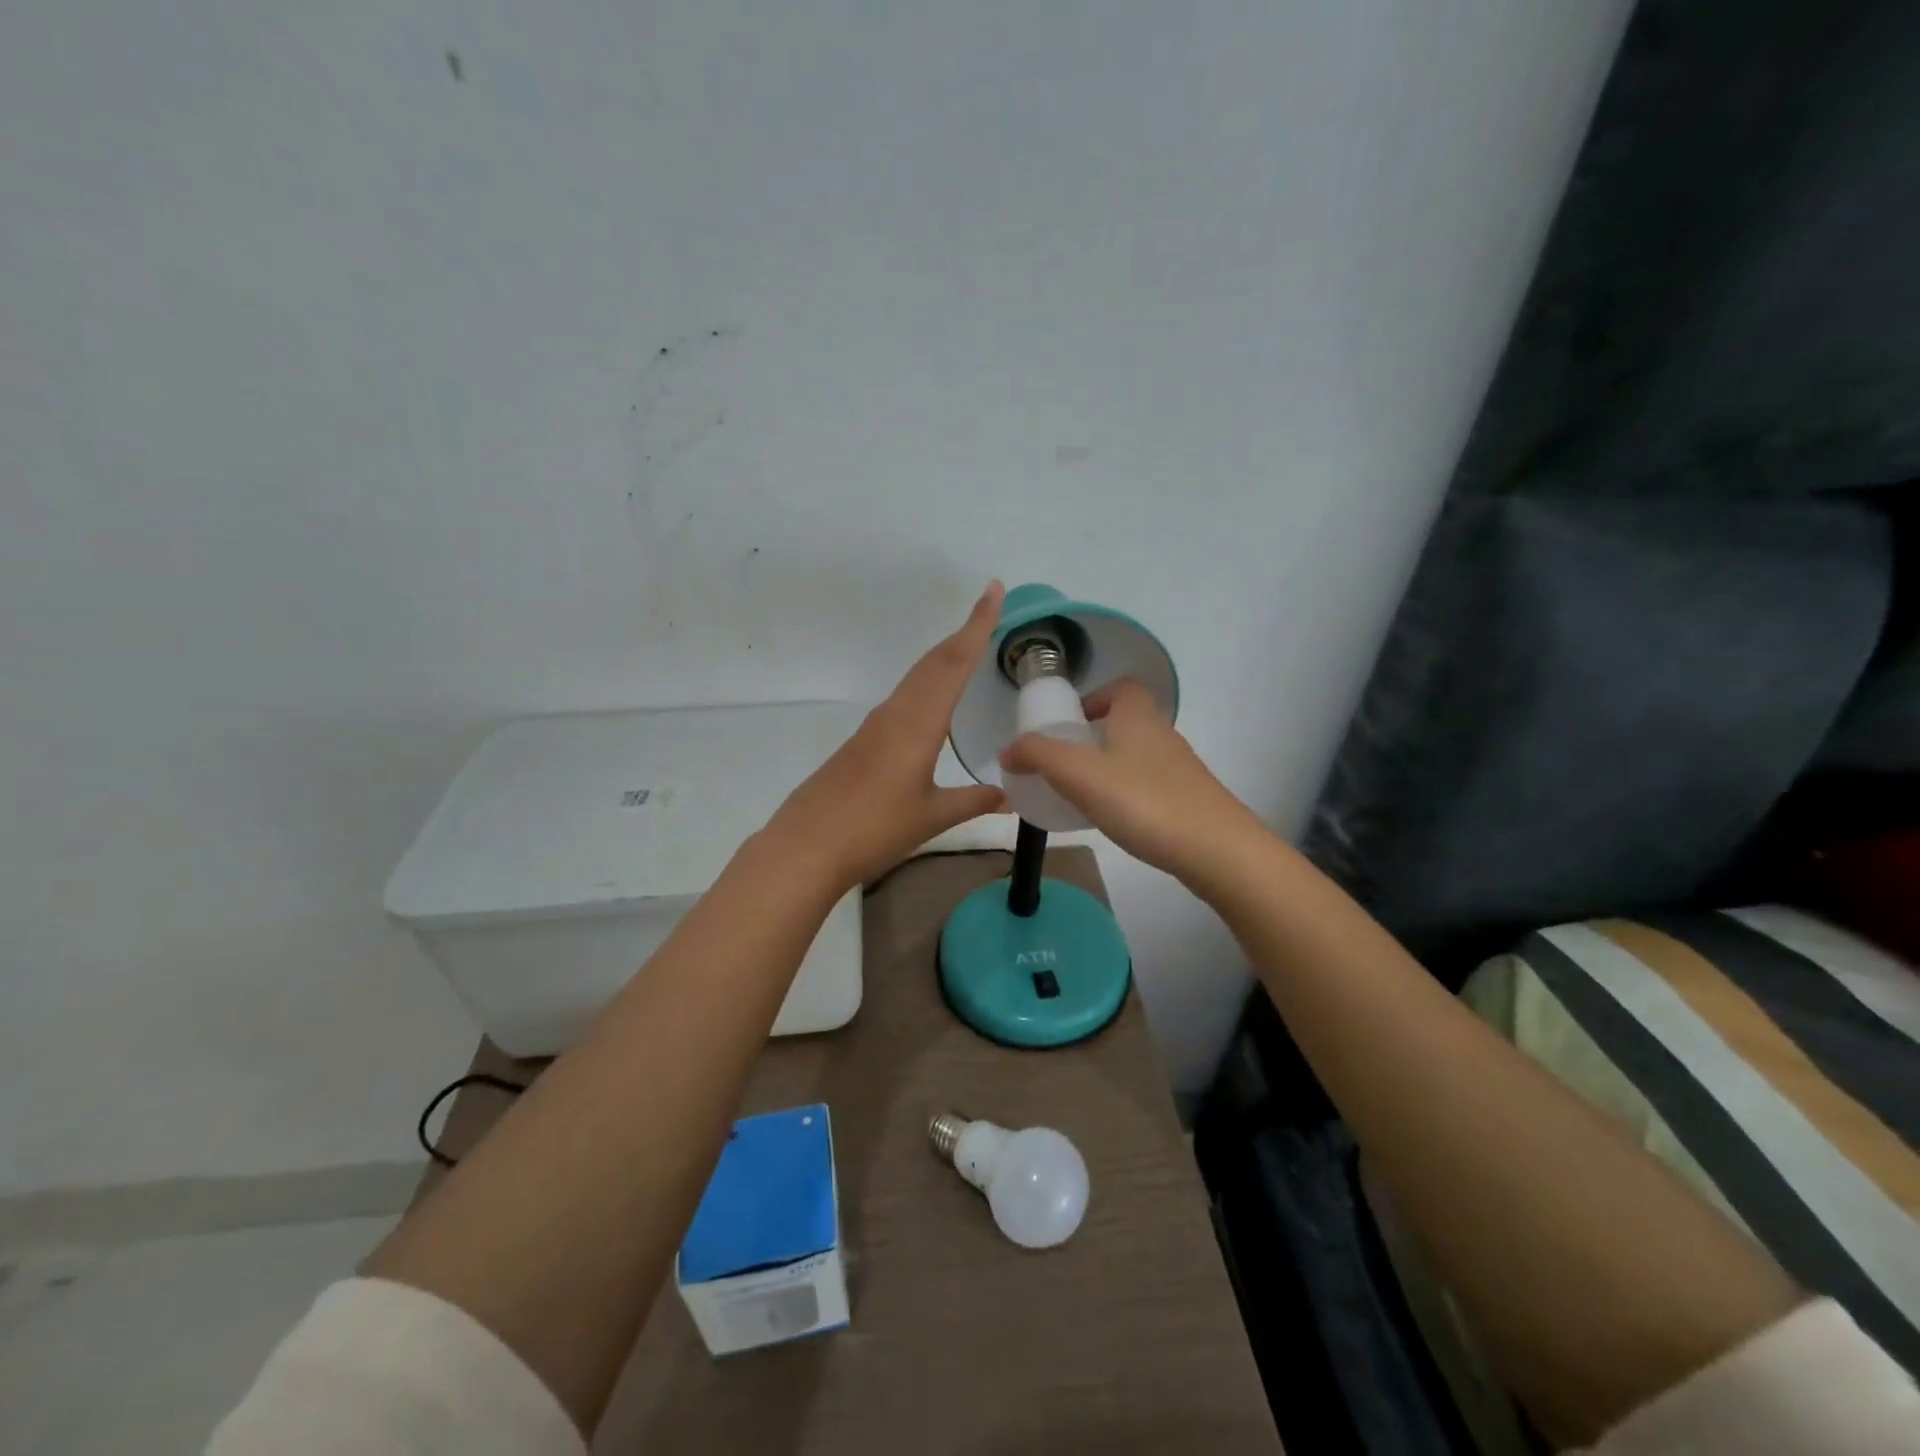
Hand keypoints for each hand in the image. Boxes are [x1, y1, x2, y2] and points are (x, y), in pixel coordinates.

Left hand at [767, 584, 1009, 889]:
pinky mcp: (862, 741)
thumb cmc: (875, 829)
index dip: (977, 625)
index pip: (954, 663)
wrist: (807, 846)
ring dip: (944, 657)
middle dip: (963, 633)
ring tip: (969, 647)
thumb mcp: (932, 816)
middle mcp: (896, 713)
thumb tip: (1008, 794)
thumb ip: (973, 801)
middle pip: (934, 662)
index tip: (993, 591)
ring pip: (916, 678)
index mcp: (918, 723)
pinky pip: (903, 698)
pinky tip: (932, 700)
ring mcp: (875, 726)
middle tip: (989, 610)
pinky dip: (926, 683)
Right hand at [1000, 678, 1262, 879]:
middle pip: (1127, 723)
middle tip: (1064, 766)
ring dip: (1109, 769)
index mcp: (1138, 718)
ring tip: (1081, 797)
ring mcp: (1181, 771)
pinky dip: (1127, 796)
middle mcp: (1163, 736)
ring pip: (1137, 758)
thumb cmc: (1145, 802)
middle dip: (1094, 738)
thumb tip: (1007, 748)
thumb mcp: (1080, 775)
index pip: (1122, 688)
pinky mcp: (1190, 803)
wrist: (1218, 852)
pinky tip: (1115, 822)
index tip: (1069, 725)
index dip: (1094, 698)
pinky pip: (1149, 788)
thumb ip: (1039, 756)